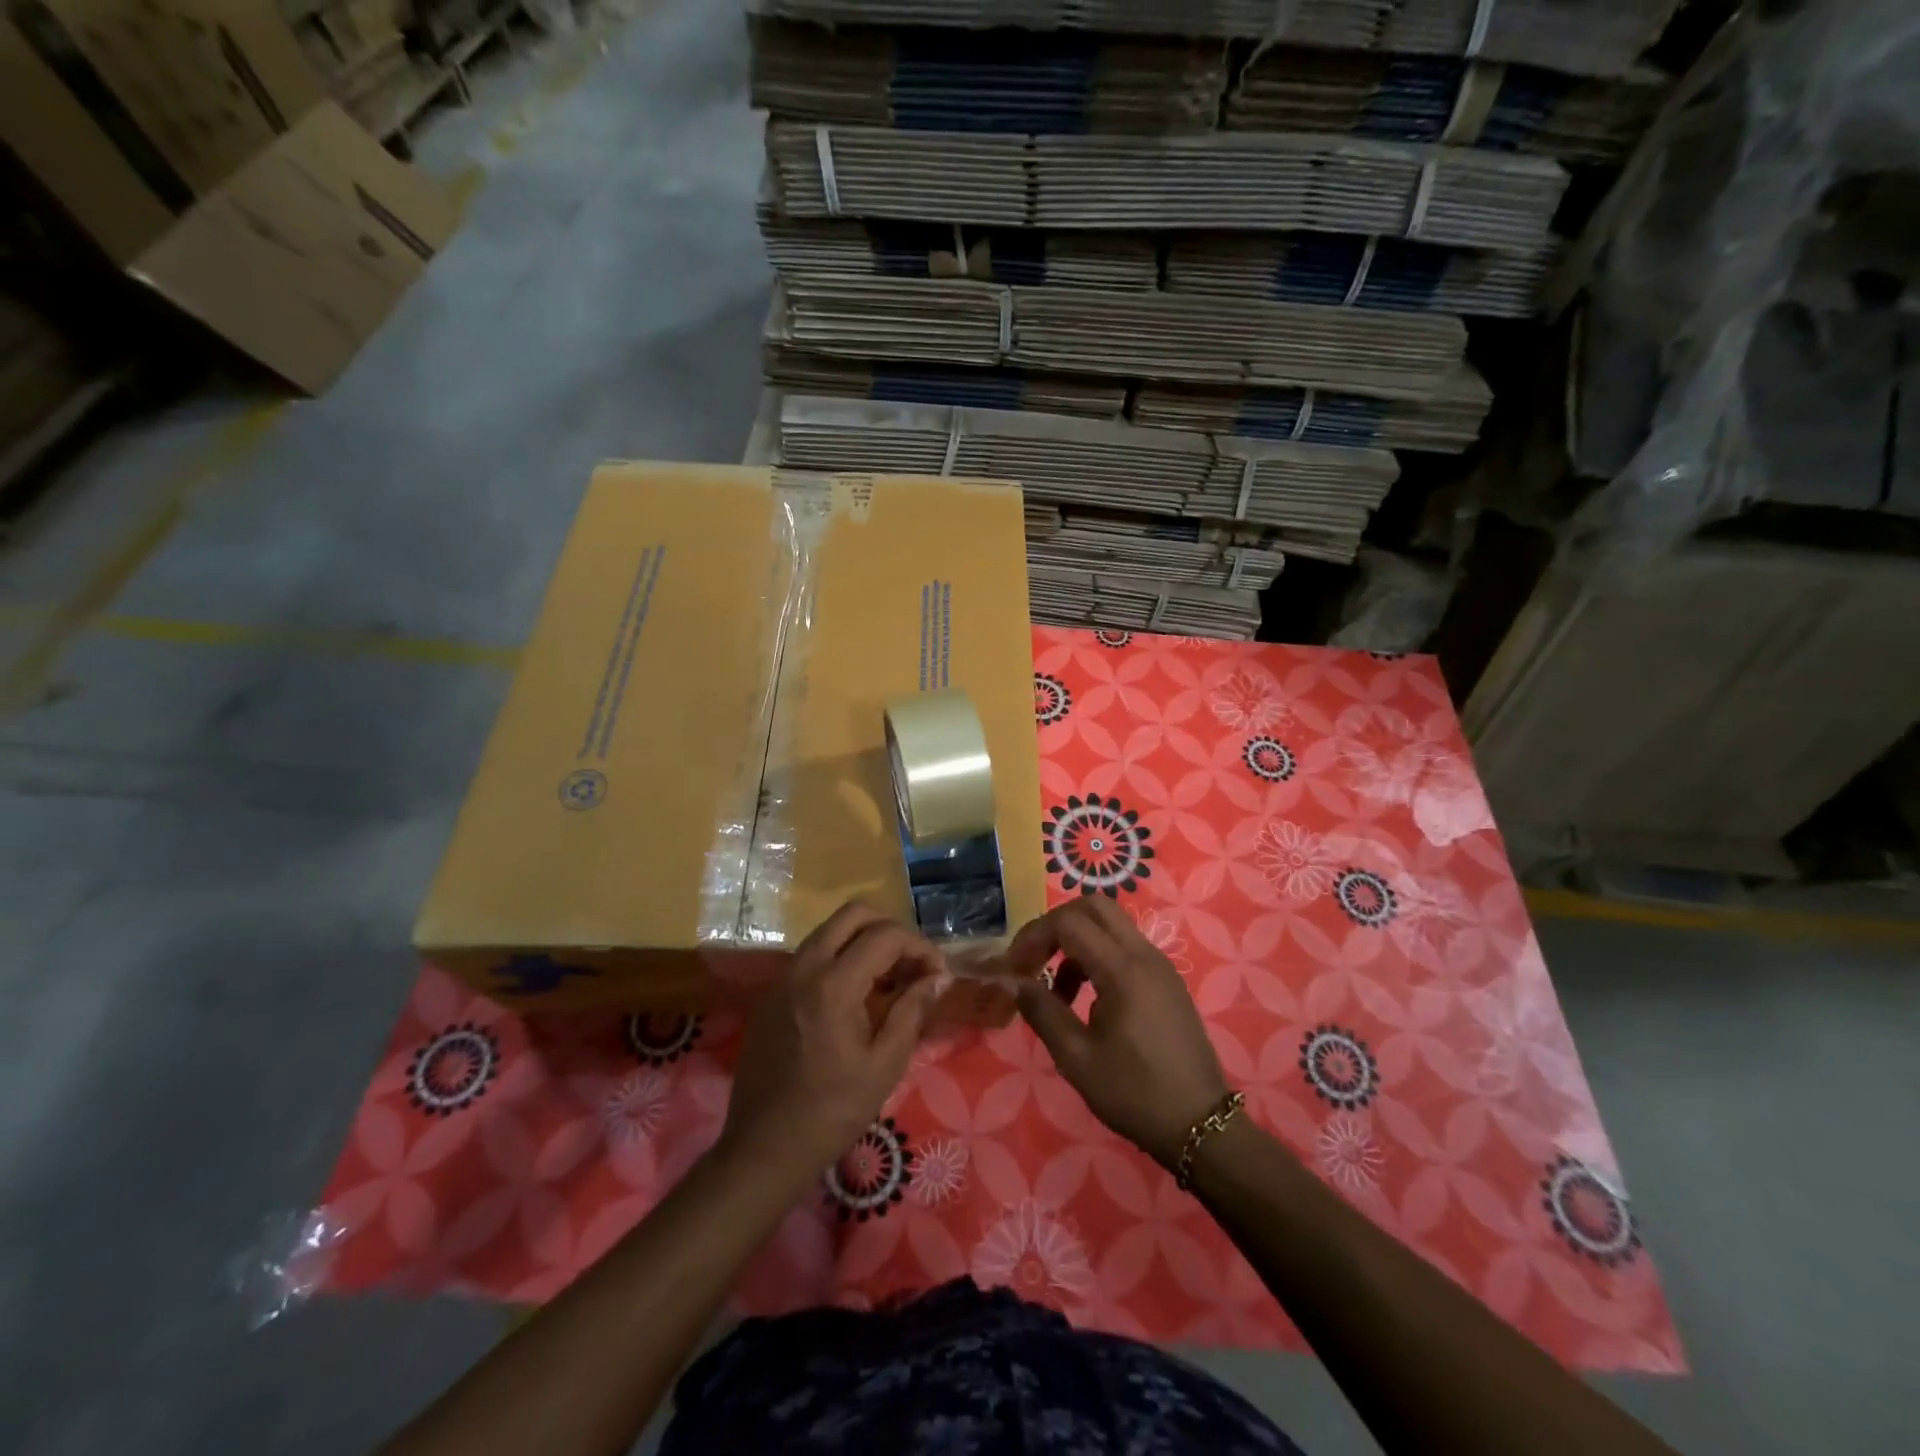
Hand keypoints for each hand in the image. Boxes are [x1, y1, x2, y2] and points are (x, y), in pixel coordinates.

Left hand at [719, 903, 950, 1187]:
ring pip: (830, 930)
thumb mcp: (885, 1065)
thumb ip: (912, 1010)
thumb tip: (937, 978)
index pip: (885, 936)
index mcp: (833, 984)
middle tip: (913, 963)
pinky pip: (812, 955)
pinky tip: (857, 996)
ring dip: (864, 941)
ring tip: (890, 979)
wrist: (764, 1148)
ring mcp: (782, 977)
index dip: (920, 947)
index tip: (938, 974)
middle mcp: (804, 967)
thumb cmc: (832, 1111)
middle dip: (891, 929)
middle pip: (853, 914)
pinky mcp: (771, 993)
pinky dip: (840, 958)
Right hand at [1008, 899, 1229, 1169]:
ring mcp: (1160, 965)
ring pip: (1111, 925)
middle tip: (1035, 961)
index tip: (1015, 968)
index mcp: (1123, 970)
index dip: (1034, 936)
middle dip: (1056, 925)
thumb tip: (1015, 982)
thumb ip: (1043, 1012)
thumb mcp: (1077, 1059)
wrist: (1201, 1125)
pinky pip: (1126, 947)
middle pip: (1094, 907)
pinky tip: (1088, 1000)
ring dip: (1077, 943)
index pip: (1069, 922)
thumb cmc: (1135, 1094)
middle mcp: (1144, 955)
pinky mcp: (1167, 980)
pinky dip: (1098, 956)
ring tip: (1058, 993)